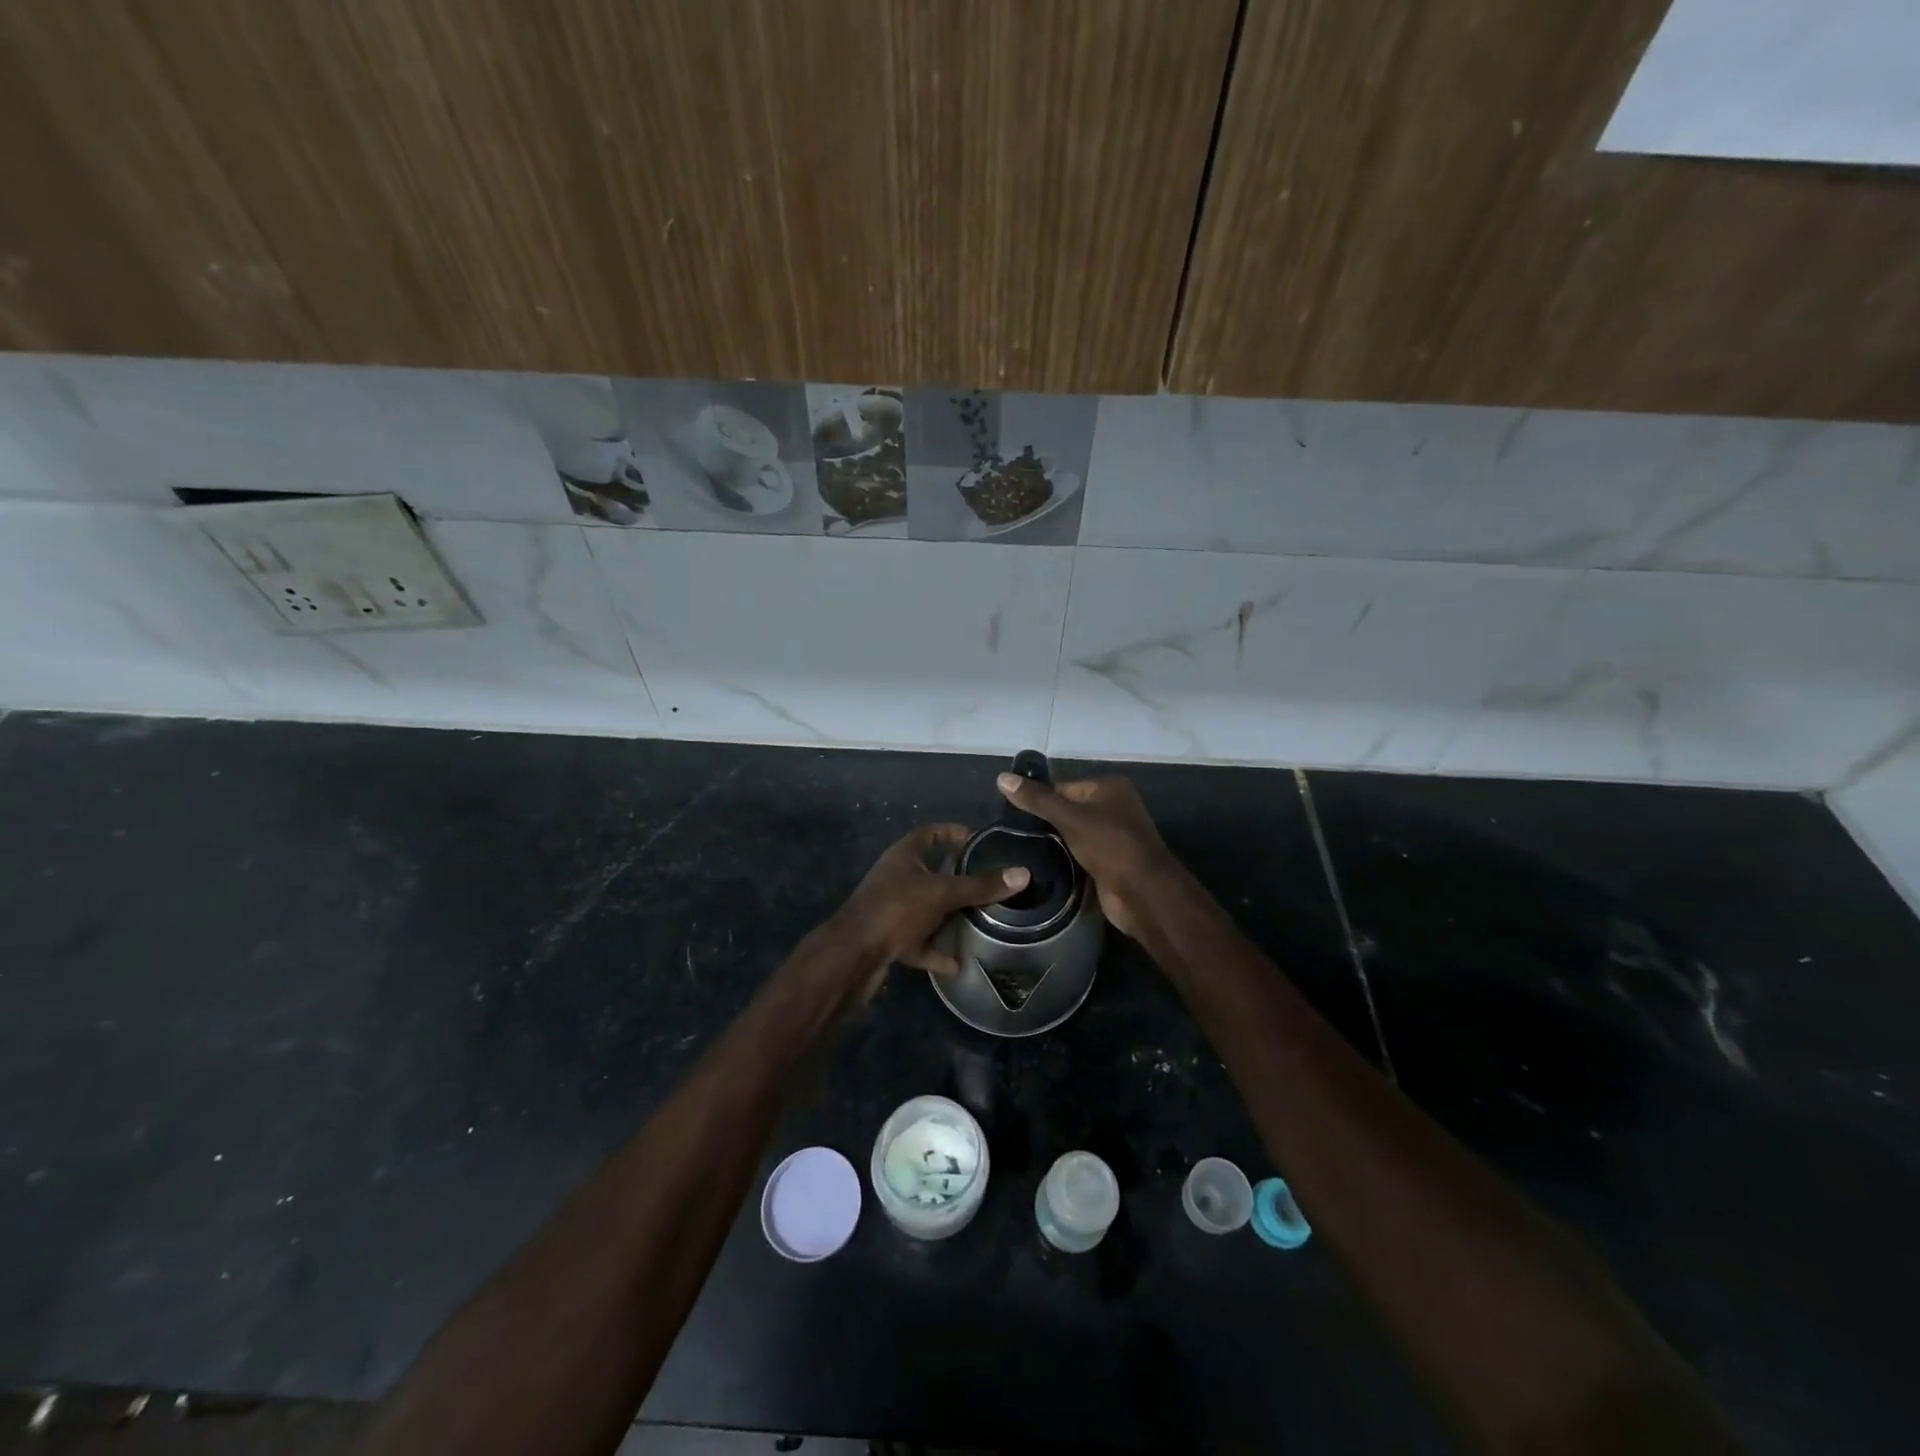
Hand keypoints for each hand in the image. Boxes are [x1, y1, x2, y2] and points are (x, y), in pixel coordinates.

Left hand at [834, 823, 1030, 979]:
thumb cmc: (896, 909)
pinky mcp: (889, 938)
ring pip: (926, 907)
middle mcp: (897, 877)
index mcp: (904, 855)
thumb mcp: (942, 893)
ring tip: (981, 920)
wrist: (852, 955)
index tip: (984, 841)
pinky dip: (936, 952)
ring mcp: (891, 909)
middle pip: (932, 871)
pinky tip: (958, 963)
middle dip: (959, 878)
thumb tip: (1023, 873)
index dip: (956, 833)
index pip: (932, 833)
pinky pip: (919, 942)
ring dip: (949, 915)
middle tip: (991, 883)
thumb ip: (981, 886)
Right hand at [995, 773, 1174, 938]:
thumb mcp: (1070, 818)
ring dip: (1054, 842)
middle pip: (1068, 809)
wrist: (1142, 892)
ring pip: (1073, 833)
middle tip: (1012, 833)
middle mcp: (1114, 806)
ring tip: (1020, 848)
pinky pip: (1080, 852)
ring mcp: (1113, 835)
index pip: (1064, 786)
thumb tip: (1001, 778)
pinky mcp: (1109, 861)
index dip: (1039, 799)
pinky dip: (1065, 858)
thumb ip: (1037, 799)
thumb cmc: (1110, 845)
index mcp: (1110, 787)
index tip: (1011, 814)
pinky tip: (1040, 864)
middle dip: (1045, 822)